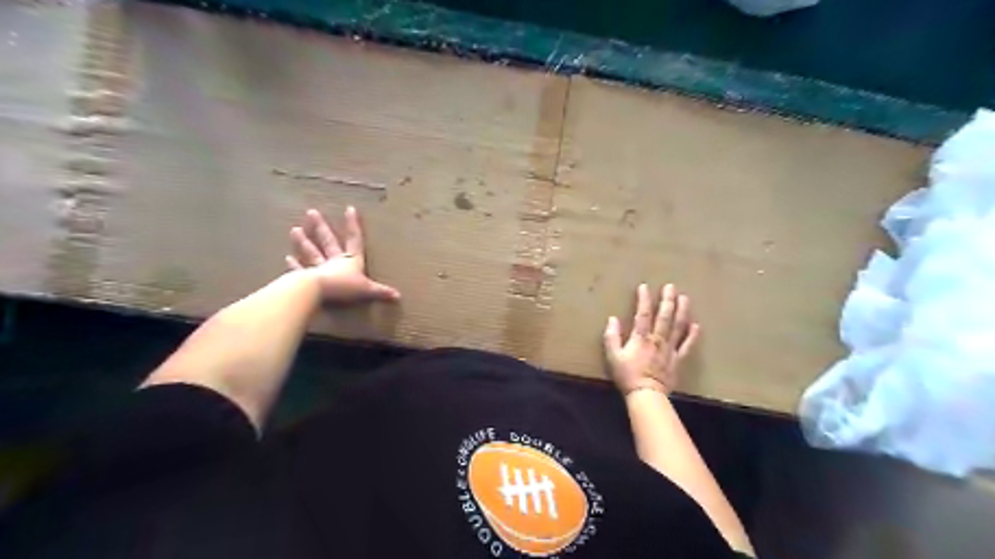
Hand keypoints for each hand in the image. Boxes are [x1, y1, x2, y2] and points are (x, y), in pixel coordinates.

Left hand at [284, 206, 399, 303]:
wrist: (319, 291)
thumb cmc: (344, 287)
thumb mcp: (367, 290)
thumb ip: (381, 292)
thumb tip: (398, 296)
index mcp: (351, 261)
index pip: (354, 239)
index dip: (353, 225)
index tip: (349, 209)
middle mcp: (335, 261)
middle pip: (328, 241)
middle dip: (321, 227)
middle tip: (311, 212)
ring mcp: (319, 268)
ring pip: (312, 252)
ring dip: (304, 242)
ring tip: (295, 229)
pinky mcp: (307, 278)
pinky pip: (300, 270)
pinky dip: (294, 265)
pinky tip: (287, 258)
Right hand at [607, 283, 696, 396]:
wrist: (646, 395)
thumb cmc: (627, 375)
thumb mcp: (613, 356)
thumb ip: (611, 337)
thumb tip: (612, 319)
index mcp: (641, 337)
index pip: (643, 314)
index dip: (644, 299)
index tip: (645, 286)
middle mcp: (657, 339)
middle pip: (664, 316)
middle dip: (667, 300)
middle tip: (671, 286)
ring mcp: (670, 348)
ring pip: (678, 326)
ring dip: (682, 311)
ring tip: (685, 298)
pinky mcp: (678, 359)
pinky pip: (687, 345)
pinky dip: (692, 335)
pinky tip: (696, 325)